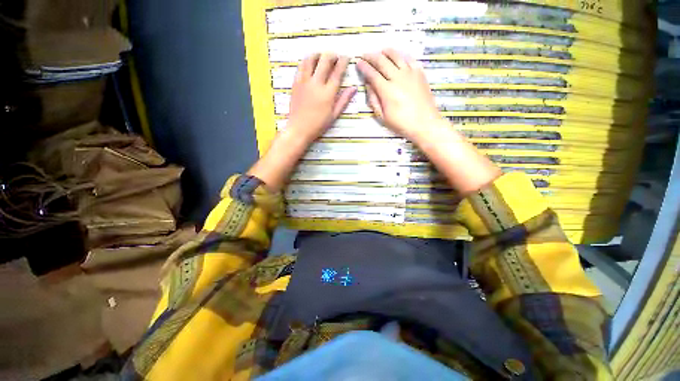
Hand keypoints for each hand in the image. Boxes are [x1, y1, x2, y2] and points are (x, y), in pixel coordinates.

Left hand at [287, 53, 356, 141]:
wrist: (299, 129)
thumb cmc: (319, 125)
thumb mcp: (334, 115)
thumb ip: (344, 100)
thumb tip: (354, 88)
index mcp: (328, 93)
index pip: (337, 71)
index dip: (343, 61)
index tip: (347, 57)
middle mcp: (316, 83)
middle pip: (325, 60)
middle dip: (332, 55)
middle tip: (335, 57)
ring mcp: (304, 82)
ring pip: (310, 59)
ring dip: (318, 55)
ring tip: (322, 58)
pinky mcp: (295, 83)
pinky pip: (301, 66)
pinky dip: (307, 61)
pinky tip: (310, 65)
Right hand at [357, 49, 441, 141]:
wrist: (425, 123)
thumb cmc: (401, 124)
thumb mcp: (383, 117)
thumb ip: (374, 100)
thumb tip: (368, 86)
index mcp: (387, 90)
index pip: (372, 74)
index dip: (364, 67)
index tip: (358, 62)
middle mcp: (397, 77)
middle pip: (382, 61)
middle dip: (371, 56)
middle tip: (365, 55)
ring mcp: (410, 73)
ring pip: (396, 56)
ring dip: (386, 52)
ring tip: (381, 51)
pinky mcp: (420, 73)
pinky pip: (410, 59)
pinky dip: (402, 56)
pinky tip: (399, 57)